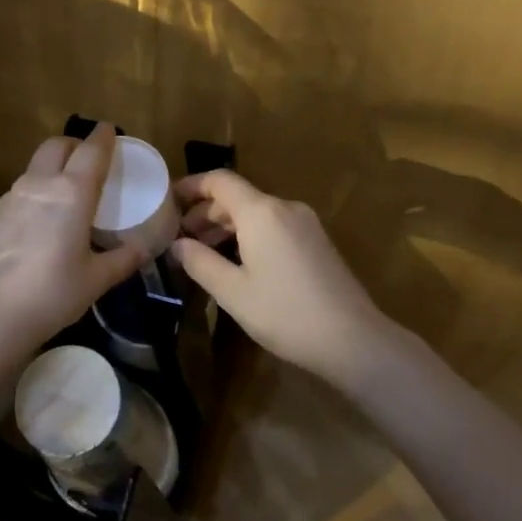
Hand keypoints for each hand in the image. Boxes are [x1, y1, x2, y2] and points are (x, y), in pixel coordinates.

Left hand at [0, 126, 145, 349]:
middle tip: (90, 159)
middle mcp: (40, 184)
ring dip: (54, 165)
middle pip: (57, 146)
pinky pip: (22, 188)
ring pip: (36, 165)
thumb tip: (145, 248)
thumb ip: (123, 258)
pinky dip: (38, 188)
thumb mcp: (96, 279)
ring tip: (69, 189)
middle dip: (75, 144)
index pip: (91, 151)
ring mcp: (12, 197)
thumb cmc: (51, 293)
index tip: (110, 130)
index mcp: (72, 192)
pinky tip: (44, 217)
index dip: (103, 137)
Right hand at [170, 170, 399, 385]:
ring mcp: (305, 223)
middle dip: (205, 212)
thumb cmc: (285, 313)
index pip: (220, 181)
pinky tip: (236, 261)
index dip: (191, 185)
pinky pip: (273, 225)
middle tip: (179, 237)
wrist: (353, 339)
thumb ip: (200, 262)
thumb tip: (177, 244)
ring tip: (202, 252)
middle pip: (237, 197)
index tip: (168, 200)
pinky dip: (249, 234)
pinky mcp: (316, 241)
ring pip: (256, 212)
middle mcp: (284, 207)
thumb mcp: (233, 292)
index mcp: (261, 212)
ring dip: (226, 226)